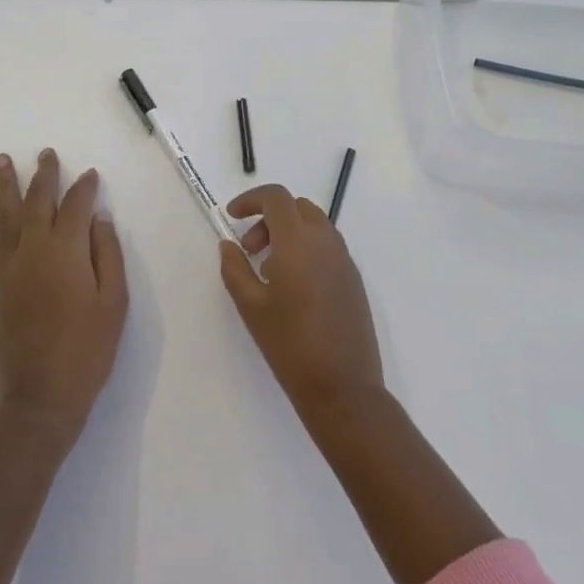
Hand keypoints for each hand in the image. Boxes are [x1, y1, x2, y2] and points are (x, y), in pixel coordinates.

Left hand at [0, 149, 128, 441]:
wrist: (40, 397)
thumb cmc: (87, 350)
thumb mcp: (114, 303)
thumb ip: (107, 255)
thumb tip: (99, 218)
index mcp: (66, 251)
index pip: (76, 206)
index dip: (84, 187)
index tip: (91, 174)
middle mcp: (34, 250)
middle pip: (37, 201)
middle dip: (43, 175)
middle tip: (45, 153)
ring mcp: (11, 267)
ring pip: (8, 216)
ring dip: (6, 187)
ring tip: (3, 162)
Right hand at [218, 184, 383, 422]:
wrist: (342, 386)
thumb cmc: (289, 344)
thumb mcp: (251, 306)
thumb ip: (235, 268)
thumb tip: (229, 245)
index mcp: (299, 241)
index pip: (276, 197)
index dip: (251, 199)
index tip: (232, 216)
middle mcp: (326, 241)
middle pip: (296, 207)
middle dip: (268, 218)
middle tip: (250, 250)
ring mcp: (344, 259)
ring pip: (314, 224)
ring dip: (288, 232)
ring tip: (269, 270)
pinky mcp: (353, 278)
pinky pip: (327, 246)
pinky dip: (306, 248)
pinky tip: (293, 286)